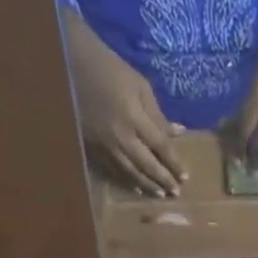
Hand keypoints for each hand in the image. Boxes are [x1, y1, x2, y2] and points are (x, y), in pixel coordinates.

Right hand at [62, 10, 187, 195]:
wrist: (71, 63)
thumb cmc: (109, 68)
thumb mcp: (138, 84)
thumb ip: (157, 113)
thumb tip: (178, 133)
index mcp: (134, 117)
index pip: (160, 146)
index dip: (174, 163)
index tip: (186, 176)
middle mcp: (121, 137)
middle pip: (147, 165)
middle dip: (163, 179)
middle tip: (176, 192)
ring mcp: (106, 146)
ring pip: (131, 173)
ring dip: (148, 185)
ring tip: (161, 194)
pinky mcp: (94, 148)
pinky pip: (114, 170)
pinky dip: (127, 181)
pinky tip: (137, 189)